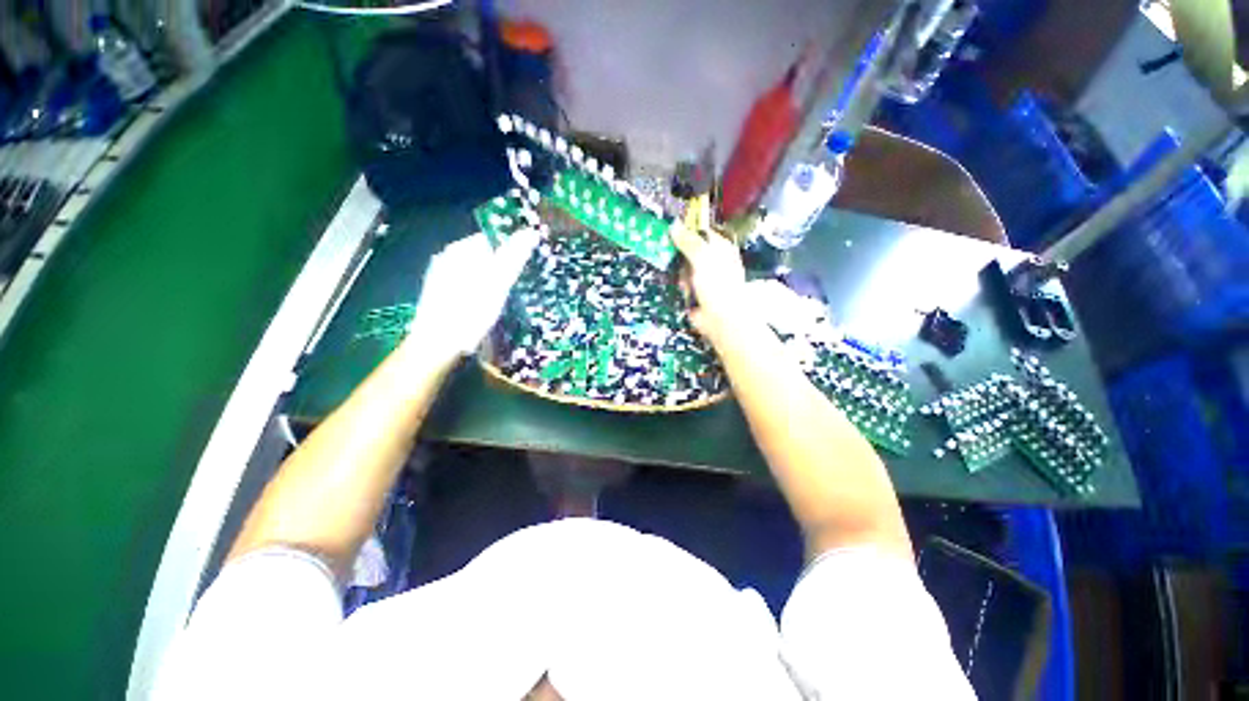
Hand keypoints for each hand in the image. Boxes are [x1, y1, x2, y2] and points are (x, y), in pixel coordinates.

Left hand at [410, 229, 539, 358]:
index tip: (523, 269)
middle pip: (483, 256)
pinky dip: (477, 292)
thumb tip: (531, 232)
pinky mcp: (438, 294)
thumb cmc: (471, 312)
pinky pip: (465, 285)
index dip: (510, 252)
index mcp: (460, 250)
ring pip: (474, 272)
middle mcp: (447, 258)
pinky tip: (481, 308)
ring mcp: (440, 276)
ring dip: (489, 282)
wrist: (437, 345)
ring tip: (500, 301)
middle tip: (513, 288)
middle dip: (500, 268)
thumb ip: (513, 257)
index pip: (492, 239)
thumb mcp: (498, 283)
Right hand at [670, 222, 748, 342]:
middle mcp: (712, 260)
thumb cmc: (719, 285)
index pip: (700, 231)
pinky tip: (684, 289)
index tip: (670, 229)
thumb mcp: (703, 257)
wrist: (721, 319)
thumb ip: (688, 241)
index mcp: (720, 247)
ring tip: (684, 279)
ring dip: (679, 272)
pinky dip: (680, 285)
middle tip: (669, 253)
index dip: (686, 229)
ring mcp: (702, 276)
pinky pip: (681, 282)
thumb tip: (674, 226)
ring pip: (682, 266)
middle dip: (678, 253)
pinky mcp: (694, 291)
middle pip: (688, 249)